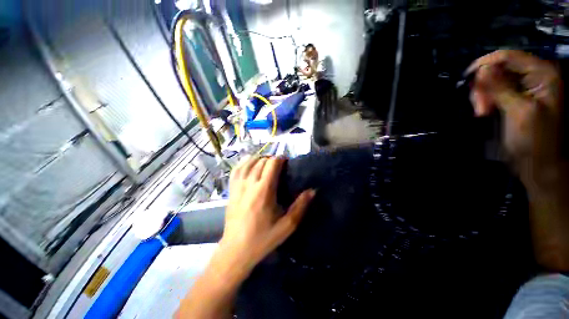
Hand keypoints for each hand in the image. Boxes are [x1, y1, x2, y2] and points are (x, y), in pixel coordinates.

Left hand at [219, 156, 315, 274]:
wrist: (236, 250)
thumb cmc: (263, 238)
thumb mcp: (286, 226)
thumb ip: (300, 206)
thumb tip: (312, 190)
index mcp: (264, 190)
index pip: (272, 164)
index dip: (280, 159)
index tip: (287, 162)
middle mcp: (250, 184)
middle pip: (261, 161)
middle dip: (272, 159)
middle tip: (279, 165)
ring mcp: (238, 186)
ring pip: (248, 163)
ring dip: (259, 159)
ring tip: (266, 162)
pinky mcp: (231, 190)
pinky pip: (236, 170)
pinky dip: (244, 163)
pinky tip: (249, 164)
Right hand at [467, 50, 563, 175]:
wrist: (538, 162)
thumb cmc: (535, 138)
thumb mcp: (519, 111)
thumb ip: (501, 88)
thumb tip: (481, 69)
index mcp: (542, 73)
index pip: (508, 56)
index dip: (486, 64)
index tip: (466, 79)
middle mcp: (533, 75)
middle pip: (499, 68)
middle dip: (484, 86)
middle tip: (480, 107)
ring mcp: (524, 86)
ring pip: (492, 80)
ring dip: (483, 95)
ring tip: (482, 113)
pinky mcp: (514, 97)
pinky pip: (493, 90)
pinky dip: (485, 100)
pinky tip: (484, 112)